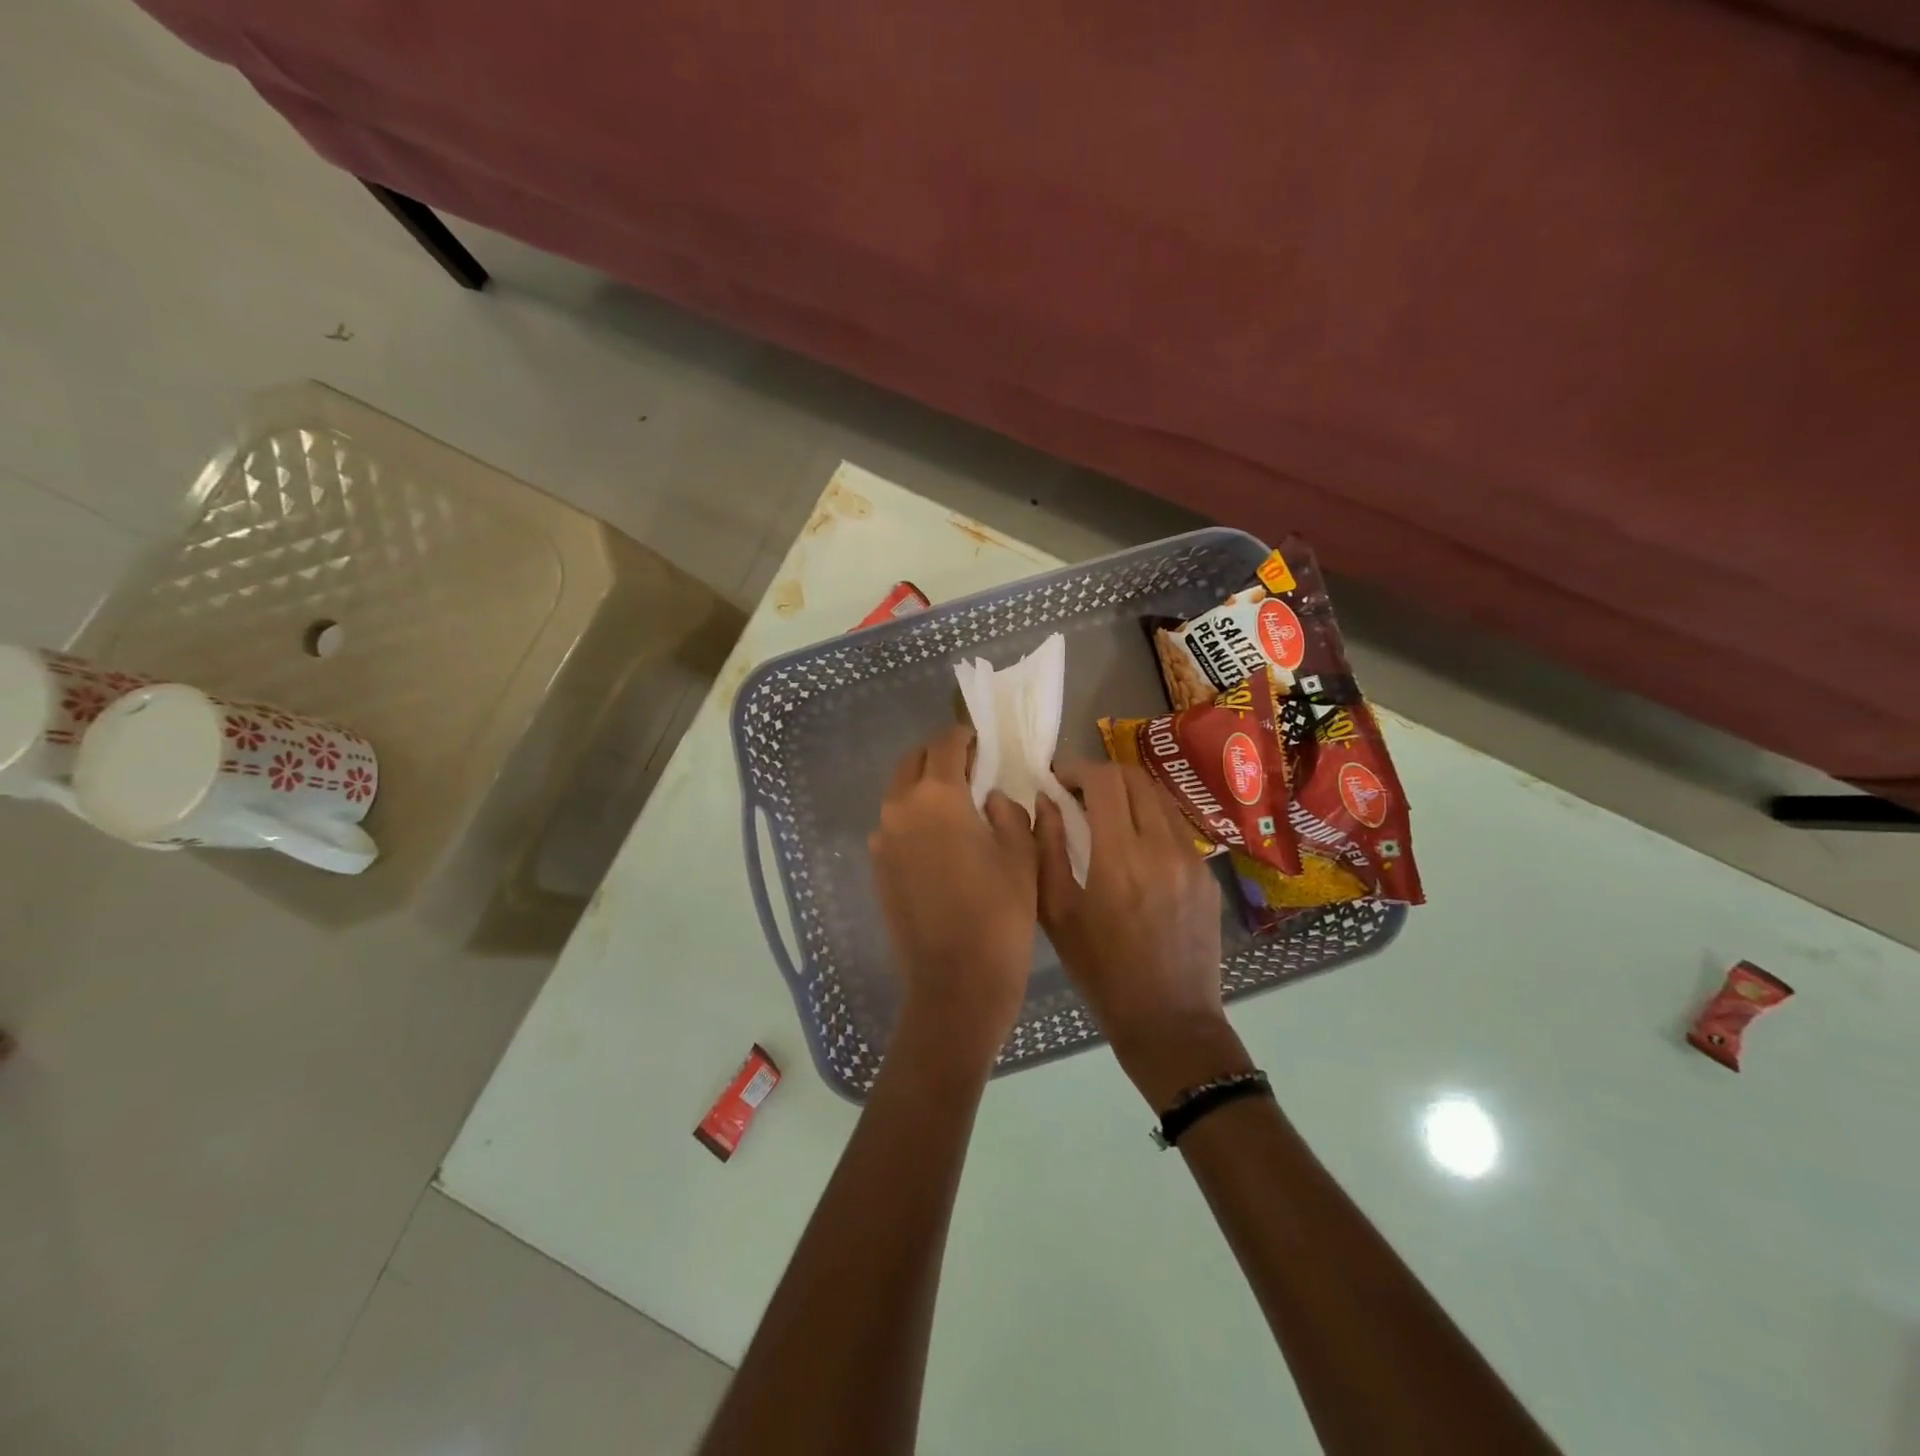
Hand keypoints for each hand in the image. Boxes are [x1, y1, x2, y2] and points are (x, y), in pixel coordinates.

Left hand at [869, 726, 1038, 1058]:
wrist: (955, 982)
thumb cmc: (1000, 915)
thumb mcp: (1021, 855)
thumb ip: (1007, 812)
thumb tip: (989, 798)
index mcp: (937, 797)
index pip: (945, 744)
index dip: (966, 737)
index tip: (982, 742)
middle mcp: (900, 809)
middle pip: (913, 762)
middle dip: (940, 756)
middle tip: (970, 768)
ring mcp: (882, 839)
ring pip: (899, 792)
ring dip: (923, 786)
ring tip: (956, 804)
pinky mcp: (877, 867)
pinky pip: (894, 824)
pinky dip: (913, 816)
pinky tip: (940, 839)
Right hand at [1035, 761, 1250, 1106]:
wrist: (1169, 1019)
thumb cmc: (1101, 971)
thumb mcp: (1057, 912)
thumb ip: (1046, 848)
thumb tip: (1044, 801)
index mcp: (1121, 856)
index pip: (1105, 781)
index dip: (1078, 768)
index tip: (1057, 778)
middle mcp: (1162, 846)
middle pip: (1136, 778)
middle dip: (1103, 775)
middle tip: (1077, 791)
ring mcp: (1192, 858)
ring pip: (1159, 798)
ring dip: (1128, 793)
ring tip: (1104, 812)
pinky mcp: (1207, 874)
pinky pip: (1175, 825)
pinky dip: (1149, 817)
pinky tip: (1133, 842)